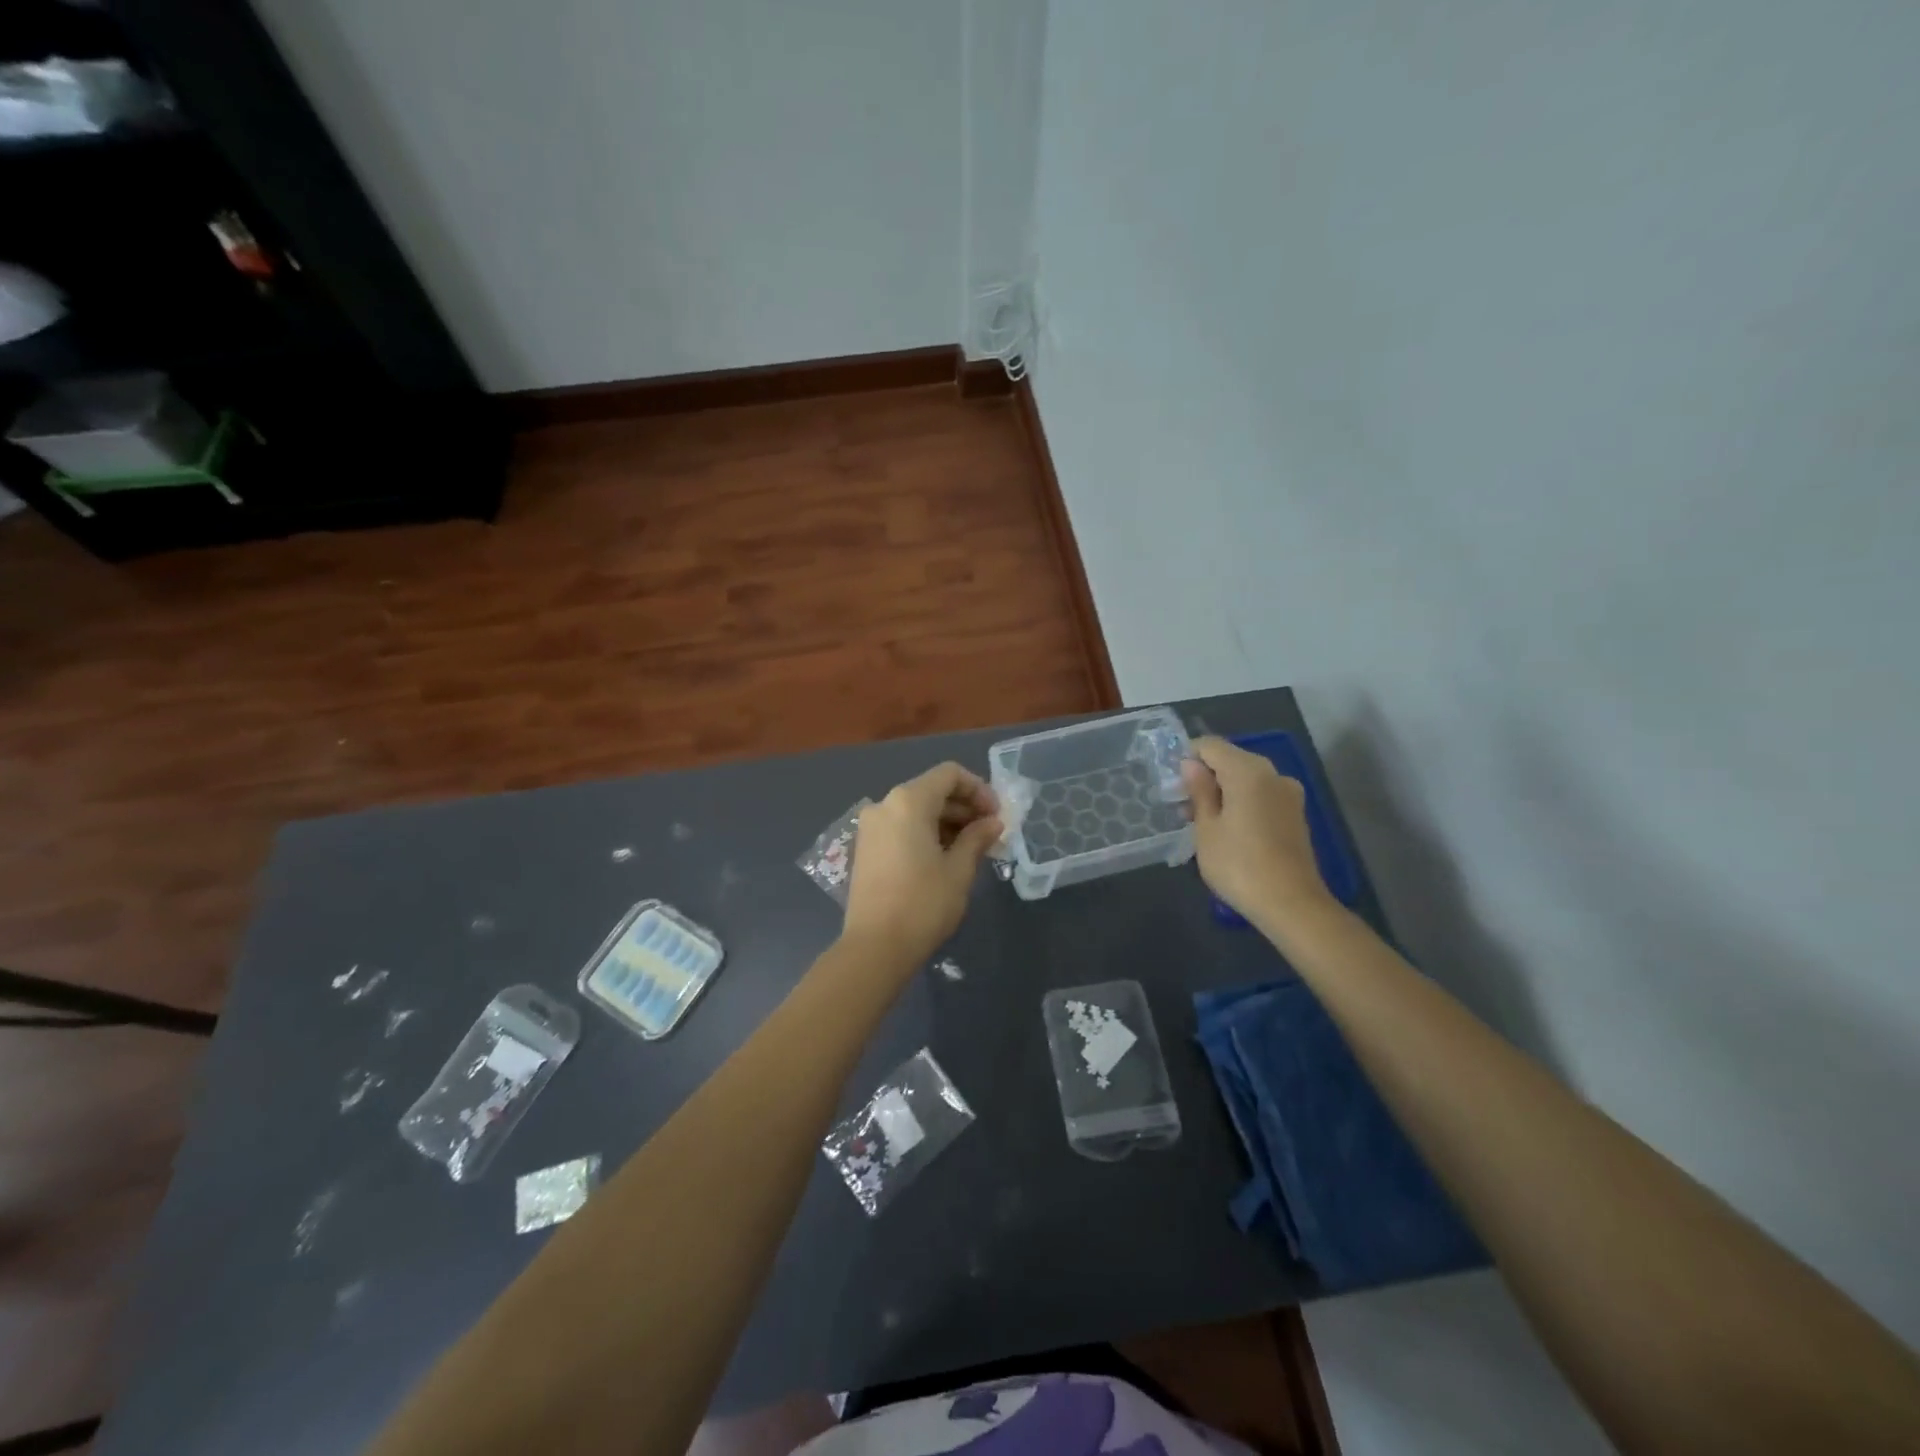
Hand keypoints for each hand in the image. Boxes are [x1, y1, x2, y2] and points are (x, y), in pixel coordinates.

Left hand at [842, 762, 1001, 966]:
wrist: (875, 947)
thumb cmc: (923, 903)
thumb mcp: (959, 870)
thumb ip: (977, 837)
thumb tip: (993, 822)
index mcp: (908, 801)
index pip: (950, 775)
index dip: (978, 789)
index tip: (997, 815)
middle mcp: (885, 804)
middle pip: (932, 790)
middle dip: (964, 807)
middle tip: (990, 834)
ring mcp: (871, 826)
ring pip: (917, 810)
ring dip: (947, 821)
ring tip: (973, 848)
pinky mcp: (866, 848)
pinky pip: (902, 827)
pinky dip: (926, 833)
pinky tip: (946, 857)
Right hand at [1182, 736, 1334, 930]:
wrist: (1291, 904)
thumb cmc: (1238, 864)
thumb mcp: (1206, 828)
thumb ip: (1199, 791)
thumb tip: (1191, 764)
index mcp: (1248, 771)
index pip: (1211, 745)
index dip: (1188, 757)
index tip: (1173, 784)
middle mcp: (1272, 774)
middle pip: (1231, 760)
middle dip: (1205, 777)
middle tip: (1182, 806)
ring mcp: (1288, 794)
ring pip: (1246, 780)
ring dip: (1222, 792)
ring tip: (1201, 822)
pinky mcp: (1295, 814)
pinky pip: (1261, 796)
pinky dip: (1241, 803)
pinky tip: (1227, 830)